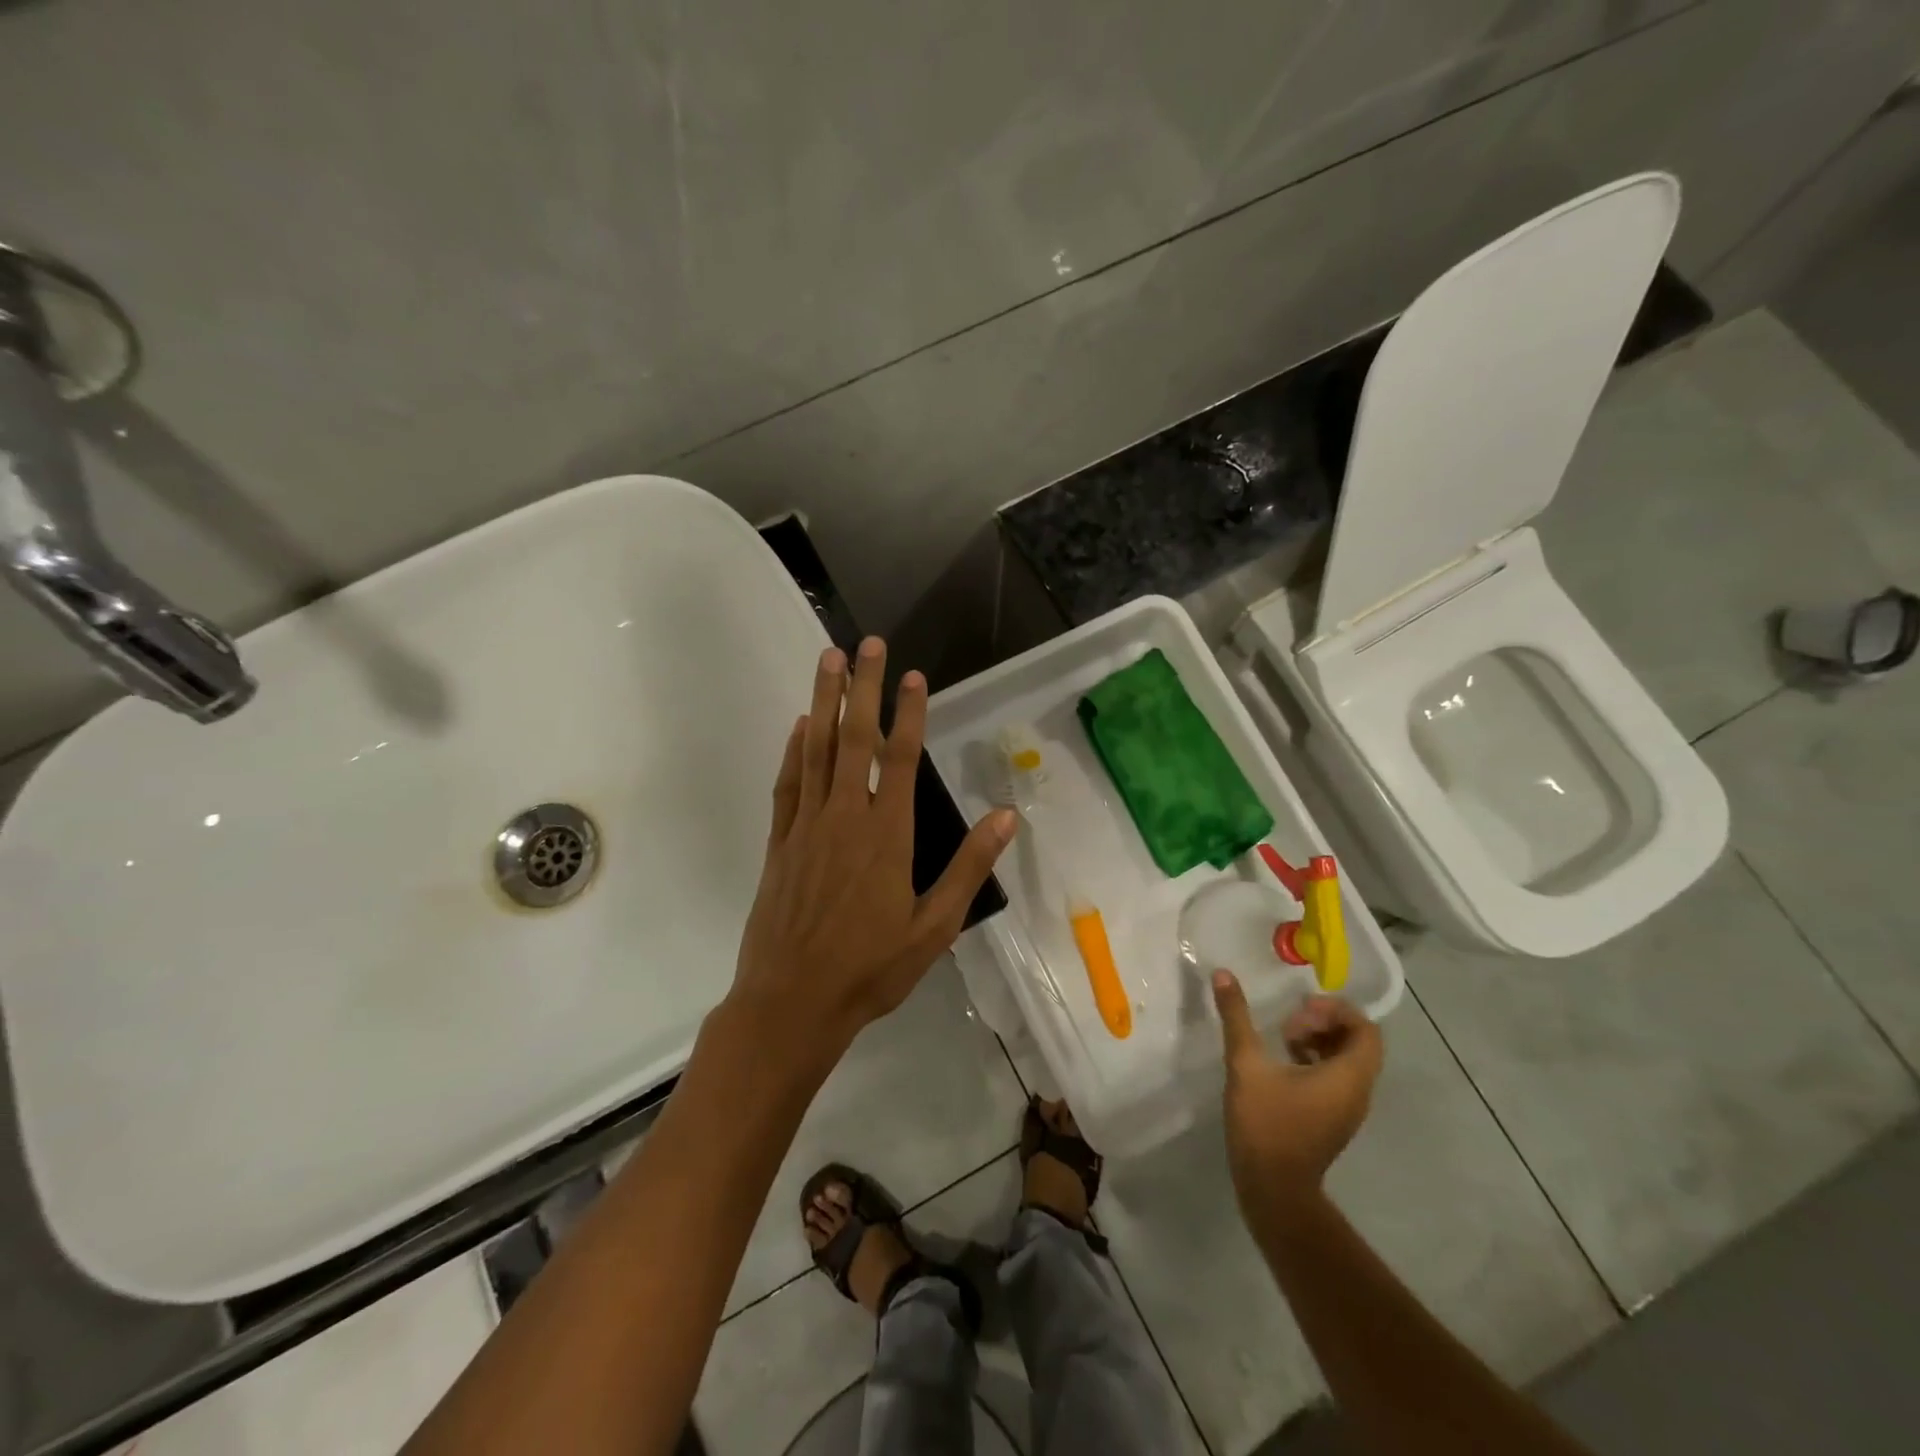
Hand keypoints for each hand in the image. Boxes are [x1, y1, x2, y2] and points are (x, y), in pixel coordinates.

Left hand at [728, 637, 1014, 1063]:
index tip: (913, 676)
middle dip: (862, 687)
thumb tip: (1007, 818)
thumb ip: (969, 868)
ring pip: (816, 751)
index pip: (901, 759)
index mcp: (887, 836)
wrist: (792, 1003)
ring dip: (823, 702)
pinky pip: (788, 785)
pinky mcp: (780, 844)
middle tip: (865, 643)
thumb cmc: (871, 970)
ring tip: (827, 660)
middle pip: (855, 739)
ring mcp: (807, 827)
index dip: (909, 713)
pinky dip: (794, 751)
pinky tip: (799, 727)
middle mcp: (845, 818)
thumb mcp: (934, 927)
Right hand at [1212, 971, 1383, 1225]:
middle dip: (1325, 1023)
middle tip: (1289, 1022)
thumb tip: (1224, 974)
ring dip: (1319, 1041)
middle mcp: (1357, 1091)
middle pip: (1358, 1043)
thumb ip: (1237, 1017)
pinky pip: (1336, 1079)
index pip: (1366, 1030)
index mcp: (1348, 1076)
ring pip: (1347, 1061)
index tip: (1300, 1010)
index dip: (1336, 1011)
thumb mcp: (1246, 1064)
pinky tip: (1282, 1063)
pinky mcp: (1332, 1119)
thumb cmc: (1266, 1124)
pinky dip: (1316, 1061)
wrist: (1274, 1189)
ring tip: (1282, 1038)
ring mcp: (1347, 1108)